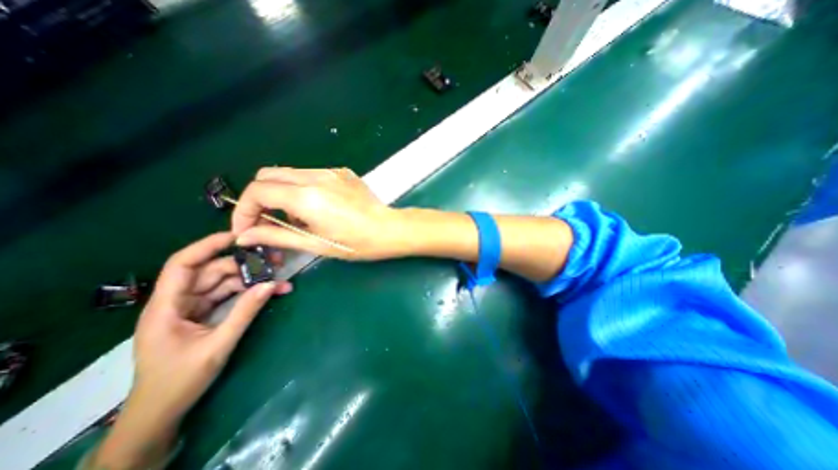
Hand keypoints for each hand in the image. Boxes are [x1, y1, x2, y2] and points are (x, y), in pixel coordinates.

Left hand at [135, 234, 292, 419]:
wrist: (162, 412)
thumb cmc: (180, 381)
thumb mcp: (218, 345)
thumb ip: (245, 312)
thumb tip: (271, 285)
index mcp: (166, 307)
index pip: (183, 264)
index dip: (208, 245)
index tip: (238, 236)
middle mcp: (178, 301)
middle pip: (212, 272)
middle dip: (244, 265)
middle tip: (275, 262)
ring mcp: (192, 308)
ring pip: (224, 283)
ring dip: (251, 280)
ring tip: (278, 280)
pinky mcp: (204, 314)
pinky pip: (228, 296)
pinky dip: (248, 293)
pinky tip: (268, 292)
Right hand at [231, 167, 409, 260]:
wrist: (389, 229)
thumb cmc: (356, 243)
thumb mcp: (315, 244)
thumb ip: (277, 236)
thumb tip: (244, 236)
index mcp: (307, 197)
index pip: (257, 191)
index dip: (243, 210)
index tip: (247, 229)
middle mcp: (316, 176)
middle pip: (268, 175)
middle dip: (259, 198)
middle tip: (268, 222)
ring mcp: (331, 171)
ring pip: (289, 173)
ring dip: (282, 193)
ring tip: (296, 218)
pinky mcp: (342, 172)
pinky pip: (311, 175)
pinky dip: (302, 189)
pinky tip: (317, 207)